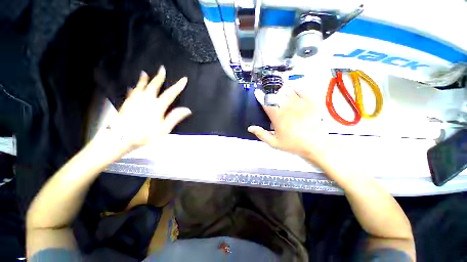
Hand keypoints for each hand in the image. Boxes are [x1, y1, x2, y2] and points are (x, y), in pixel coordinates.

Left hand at [103, 66, 191, 152]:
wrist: (120, 138)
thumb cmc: (145, 135)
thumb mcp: (164, 129)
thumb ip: (175, 118)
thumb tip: (187, 109)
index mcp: (157, 106)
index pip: (170, 94)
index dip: (178, 86)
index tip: (184, 79)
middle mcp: (146, 100)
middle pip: (154, 86)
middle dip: (159, 77)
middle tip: (162, 68)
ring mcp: (135, 100)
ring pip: (141, 87)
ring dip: (144, 80)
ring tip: (144, 73)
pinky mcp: (126, 104)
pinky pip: (131, 93)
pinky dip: (133, 89)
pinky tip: (131, 87)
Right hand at [248, 91, 327, 162]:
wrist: (316, 144)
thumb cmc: (293, 144)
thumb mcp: (275, 142)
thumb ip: (261, 134)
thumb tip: (250, 128)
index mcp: (278, 117)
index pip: (266, 103)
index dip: (260, 96)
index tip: (257, 92)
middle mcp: (287, 108)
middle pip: (277, 94)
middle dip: (270, 91)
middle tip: (268, 89)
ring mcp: (299, 104)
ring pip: (288, 91)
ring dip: (281, 88)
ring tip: (278, 87)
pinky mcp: (310, 103)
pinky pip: (301, 91)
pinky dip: (295, 88)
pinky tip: (292, 87)